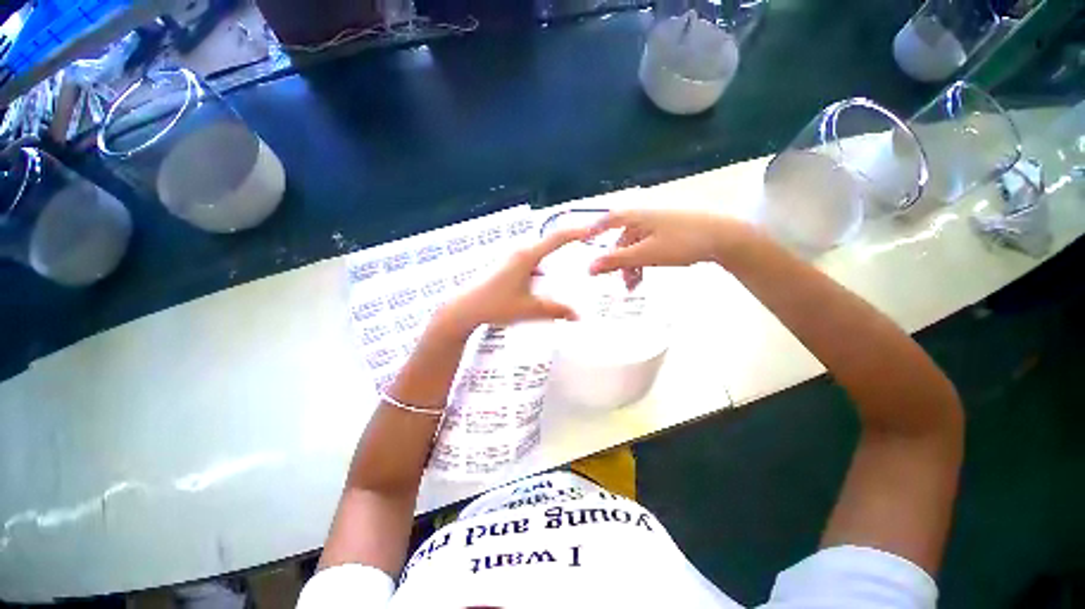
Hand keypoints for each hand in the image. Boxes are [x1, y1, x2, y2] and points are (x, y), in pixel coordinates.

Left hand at [432, 227, 590, 337]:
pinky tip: (537, 291)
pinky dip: (537, 275)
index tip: (592, 230)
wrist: (464, 308)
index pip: (556, 238)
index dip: (575, 233)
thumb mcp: (529, 309)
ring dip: (548, 270)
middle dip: (564, 254)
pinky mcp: (504, 266)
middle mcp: (519, 252)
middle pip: (547, 248)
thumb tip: (578, 316)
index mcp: (527, 256)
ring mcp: (510, 258)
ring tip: (558, 285)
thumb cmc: (496, 305)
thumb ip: (556, 311)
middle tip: (580, 265)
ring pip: (537, 260)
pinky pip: (528, 266)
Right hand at [587, 210, 757, 286]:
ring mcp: (659, 223)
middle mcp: (645, 216)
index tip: (583, 240)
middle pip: (623, 239)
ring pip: (636, 245)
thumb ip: (616, 261)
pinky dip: (644, 261)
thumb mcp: (645, 254)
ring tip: (634, 285)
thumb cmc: (681, 243)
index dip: (594, 229)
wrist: (724, 237)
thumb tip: (589, 268)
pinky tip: (646, 275)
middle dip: (618, 261)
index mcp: (637, 216)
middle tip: (619, 282)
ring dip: (632, 265)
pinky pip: (649, 246)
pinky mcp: (671, 231)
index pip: (608, 220)